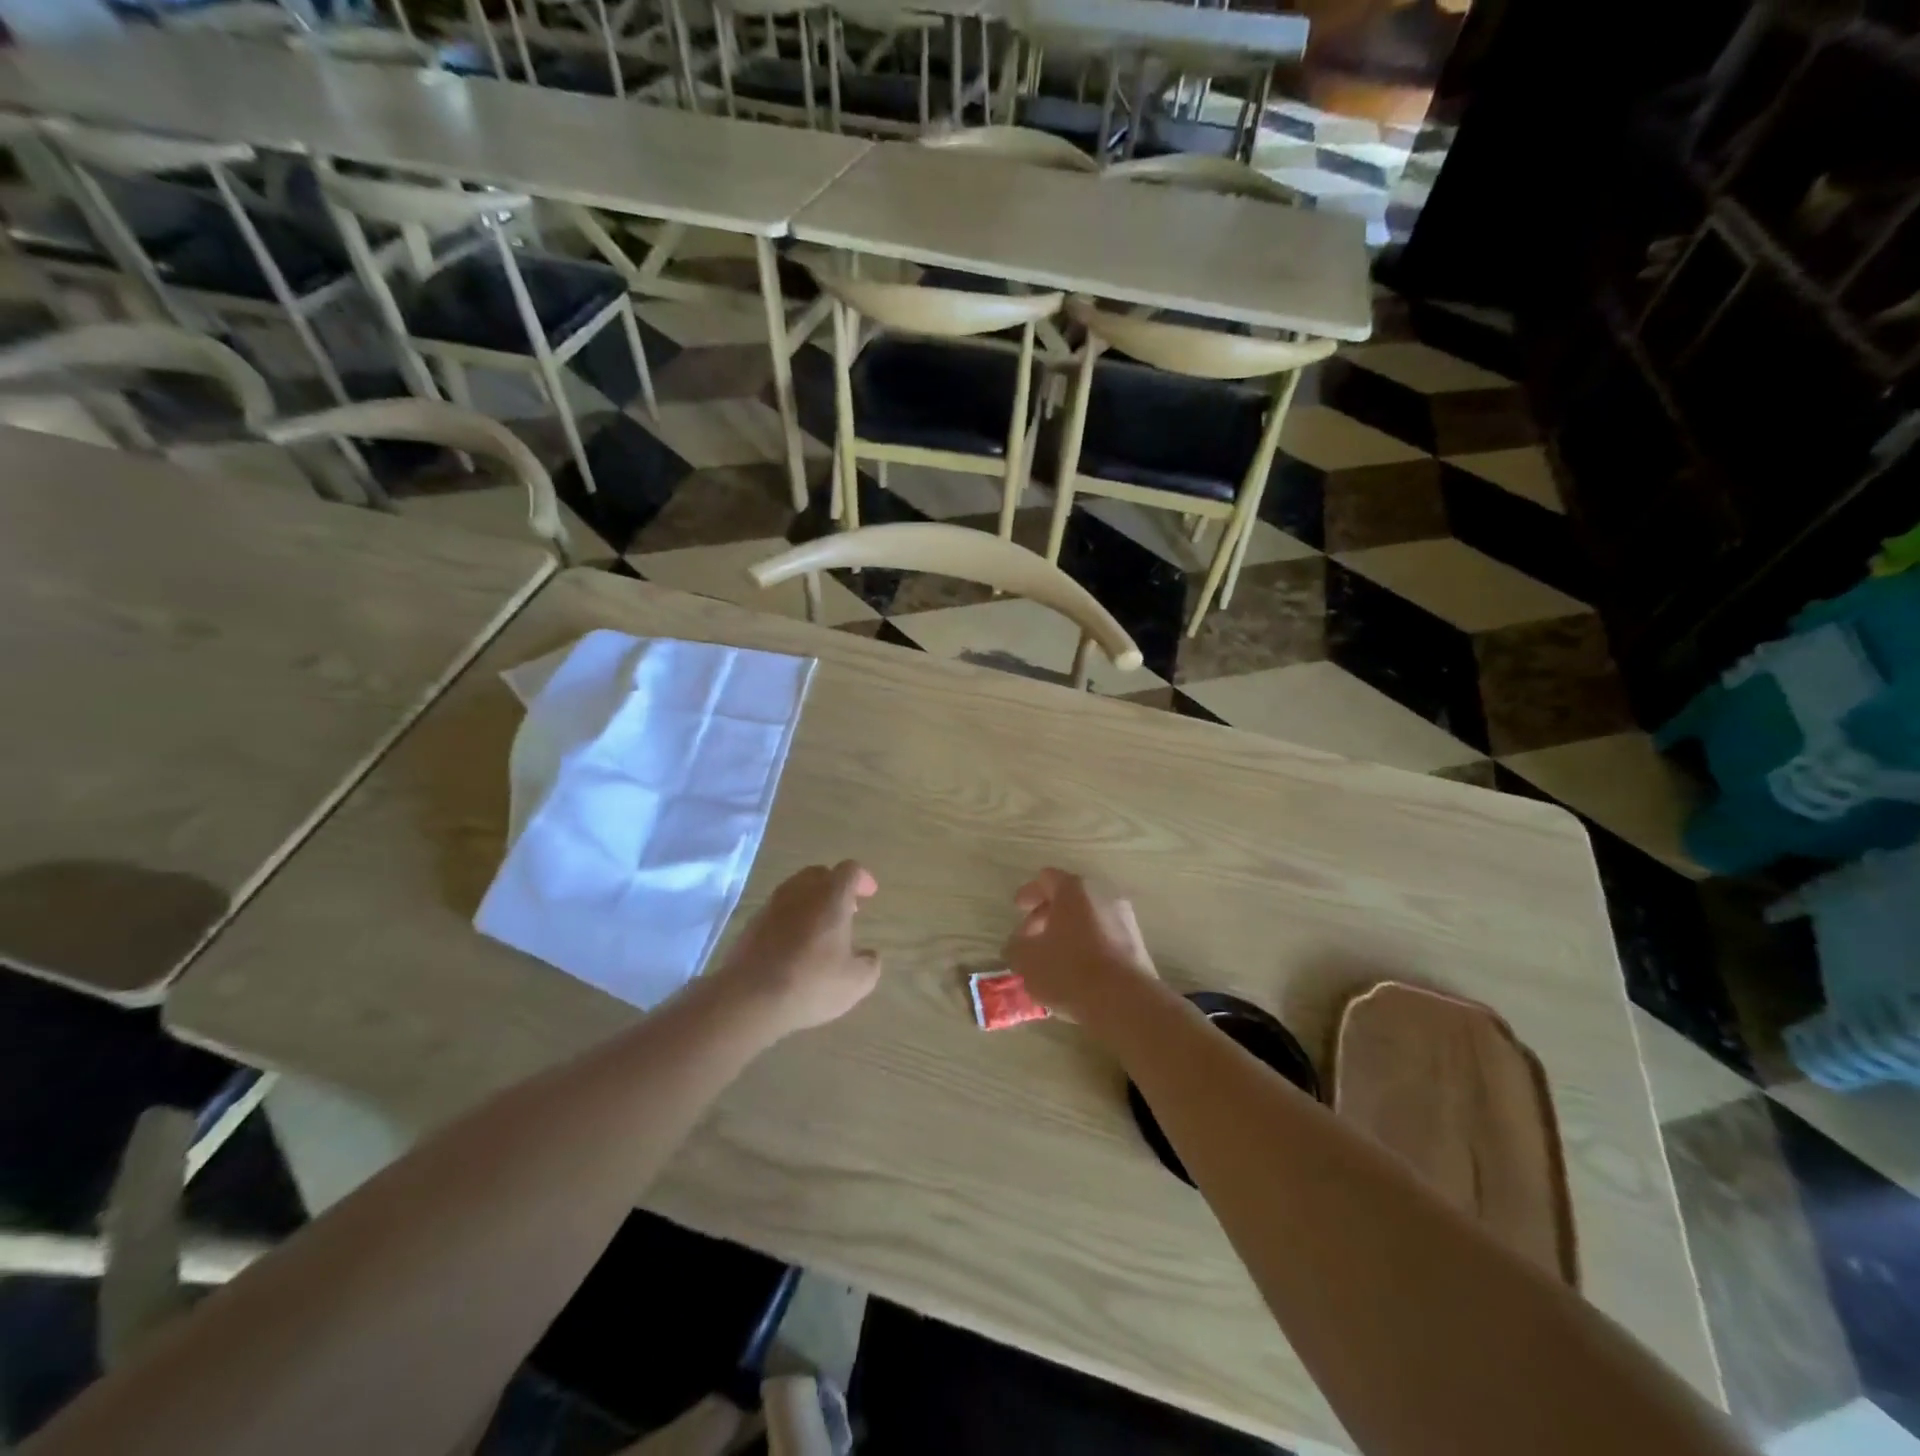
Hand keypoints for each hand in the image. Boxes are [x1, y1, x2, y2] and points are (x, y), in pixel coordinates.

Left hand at [710, 861, 880, 1035]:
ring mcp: (771, 906)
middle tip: (846, 910)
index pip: (850, 871)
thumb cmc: (810, 984)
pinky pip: (778, 910)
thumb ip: (869, 963)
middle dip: (836, 886)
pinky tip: (794, 946)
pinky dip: (791, 918)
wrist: (748, 999)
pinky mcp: (751, 924)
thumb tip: (868, 955)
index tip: (869, 895)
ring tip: (820, 929)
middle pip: (819, 874)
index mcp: (831, 896)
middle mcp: (800, 892)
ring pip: (796, 890)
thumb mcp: (856, 982)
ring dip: (811, 902)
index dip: (862, 879)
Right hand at [1002, 869, 1158, 1024]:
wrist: (1124, 1001)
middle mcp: (1103, 895)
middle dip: (1047, 915)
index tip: (1018, 908)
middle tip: (1031, 937)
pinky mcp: (1137, 943)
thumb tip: (1018, 945)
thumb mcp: (1027, 960)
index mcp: (1074, 889)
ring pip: (1088, 918)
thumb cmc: (1069, 970)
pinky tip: (1076, 970)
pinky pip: (1104, 936)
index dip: (1029, 892)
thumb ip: (1016, 947)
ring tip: (1053, 957)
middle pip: (1070, 898)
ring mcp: (1124, 918)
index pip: (1046, 879)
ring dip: (1068, 932)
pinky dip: (1088, 945)